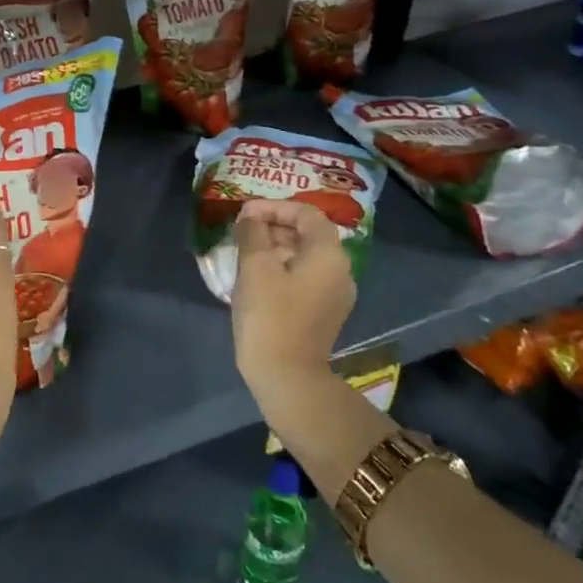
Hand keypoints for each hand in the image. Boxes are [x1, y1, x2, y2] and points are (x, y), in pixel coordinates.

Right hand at [230, 199, 355, 405]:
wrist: (286, 375)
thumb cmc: (269, 315)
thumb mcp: (255, 266)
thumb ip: (253, 233)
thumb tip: (250, 216)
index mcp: (329, 255)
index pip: (307, 213)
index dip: (274, 207)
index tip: (245, 213)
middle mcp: (340, 271)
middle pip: (309, 234)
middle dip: (274, 226)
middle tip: (242, 230)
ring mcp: (334, 294)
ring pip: (305, 256)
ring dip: (276, 247)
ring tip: (244, 251)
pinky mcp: (323, 312)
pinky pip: (304, 277)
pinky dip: (282, 268)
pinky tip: (256, 277)